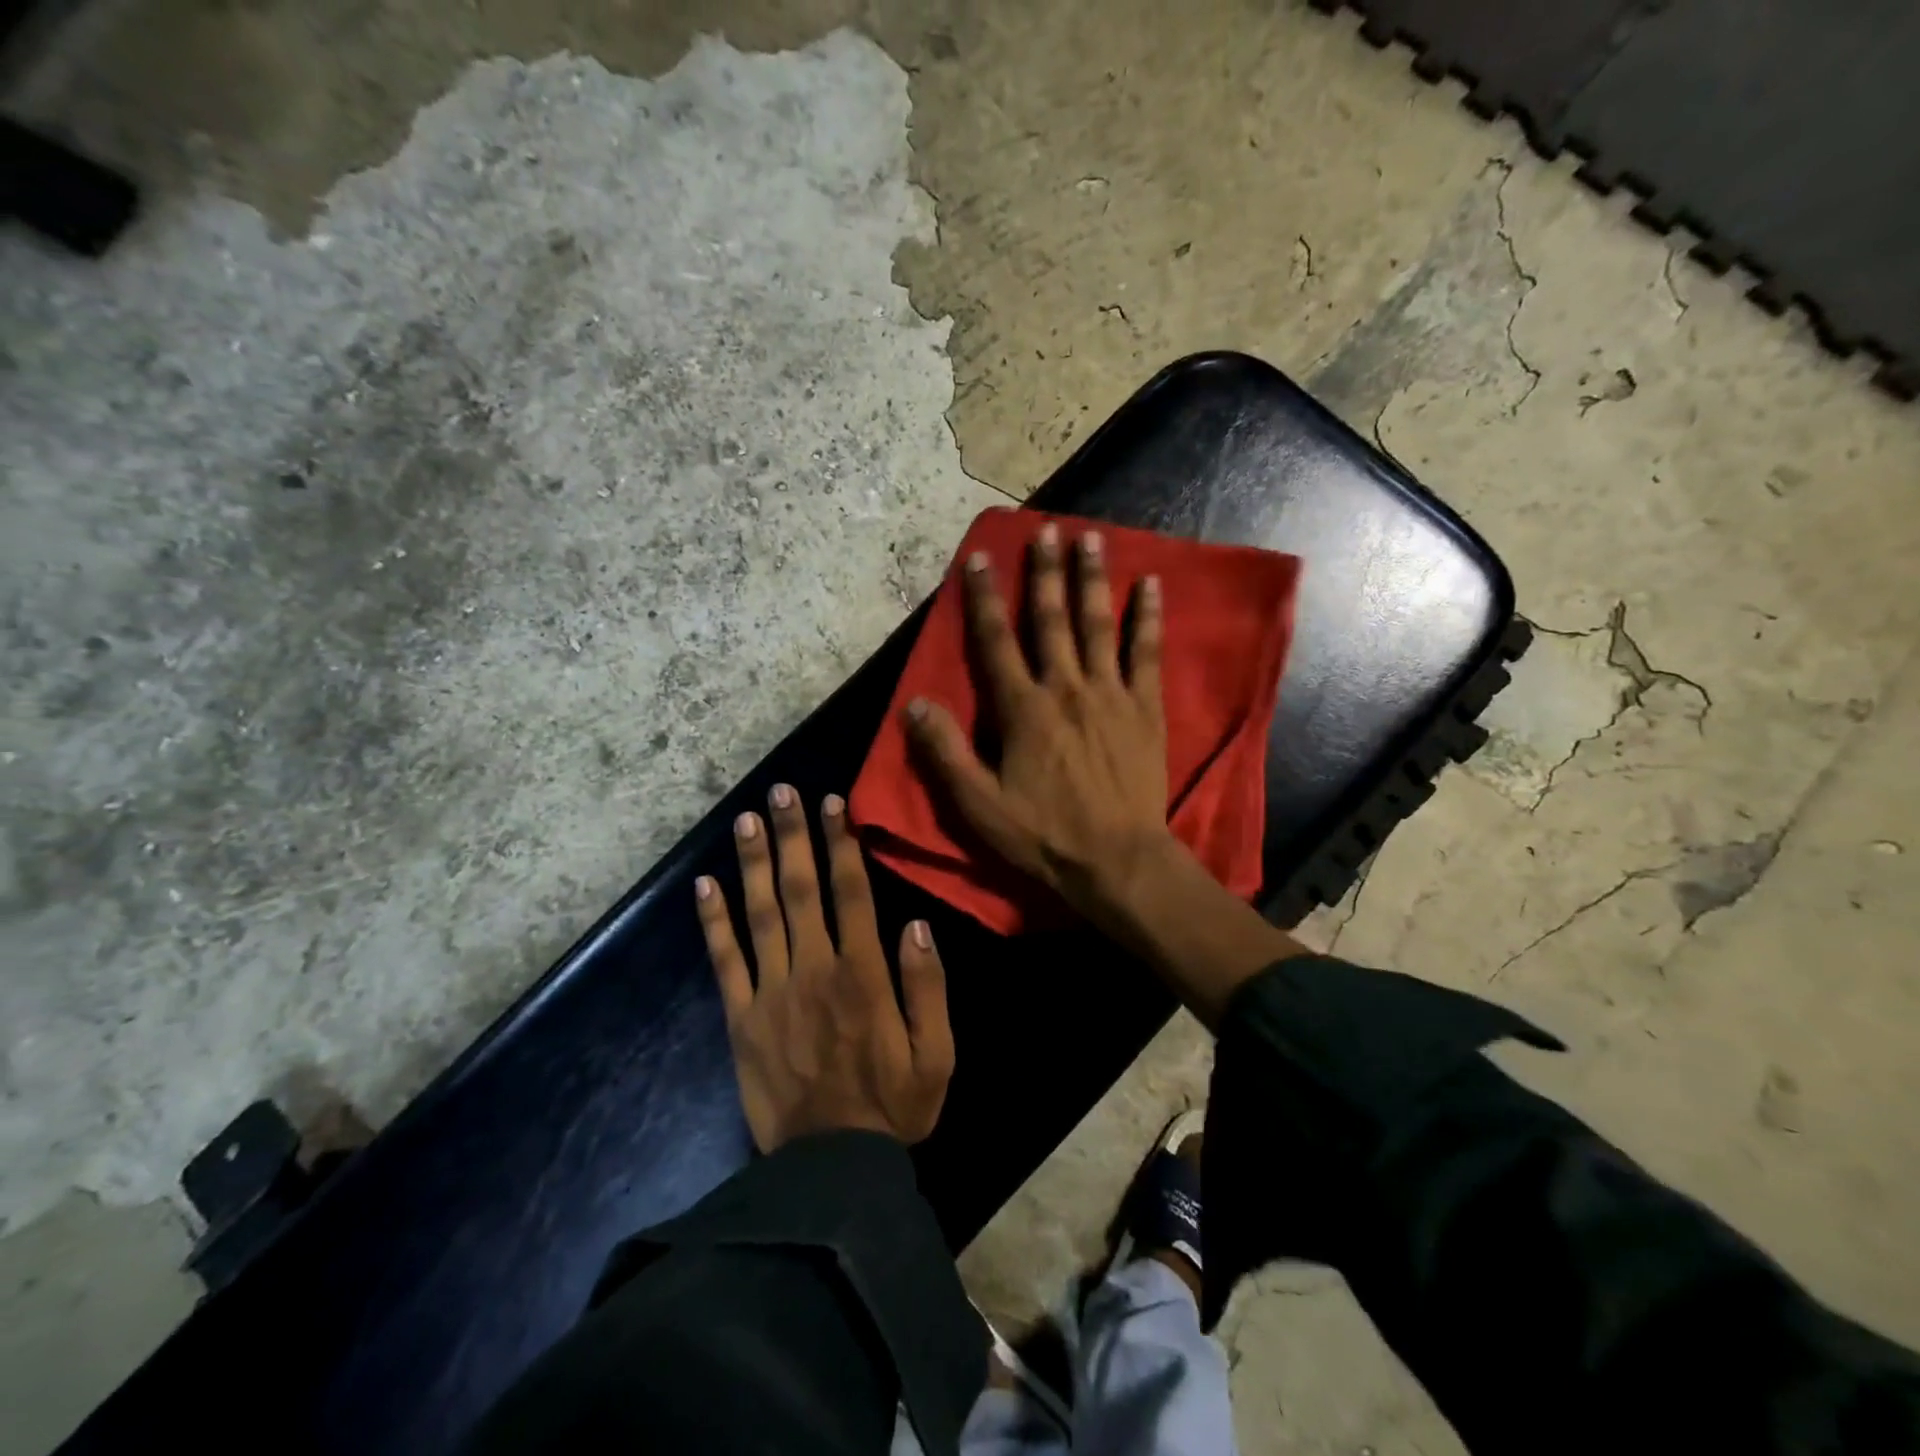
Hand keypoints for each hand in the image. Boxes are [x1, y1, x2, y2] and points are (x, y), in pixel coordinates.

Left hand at [696, 785, 953, 1152]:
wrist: (829, 1170)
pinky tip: (704, 886)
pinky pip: (725, 962)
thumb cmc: (892, 1108)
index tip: (831, 803)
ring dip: (754, 863)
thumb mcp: (936, 1054)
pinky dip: (713, 922)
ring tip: (746, 820)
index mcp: (862, 974)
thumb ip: (927, 987)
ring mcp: (772, 992)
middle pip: (801, 890)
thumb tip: (916, 924)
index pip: (851, 893)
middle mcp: (814, 969)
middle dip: (792, 836)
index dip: (841, 844)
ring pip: (761, 914)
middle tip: (780, 791)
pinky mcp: (741, 1019)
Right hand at [907, 521, 1178, 925]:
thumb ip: (946, 753)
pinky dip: (1148, 618)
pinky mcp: (1145, 708)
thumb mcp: (979, 805)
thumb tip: (915, 704)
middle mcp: (1065, 688)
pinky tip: (1152, 585)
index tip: (980, 557)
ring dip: (1093, 580)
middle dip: (1045, 573)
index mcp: (1023, 710)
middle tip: (1045, 530)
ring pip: (1098, 625)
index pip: (995, 642)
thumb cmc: (1043, 835)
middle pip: (1051, 620)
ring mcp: (1110, 694)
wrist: (1117, 861)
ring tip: (1092, 539)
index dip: (984, 599)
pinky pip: (1146, 653)